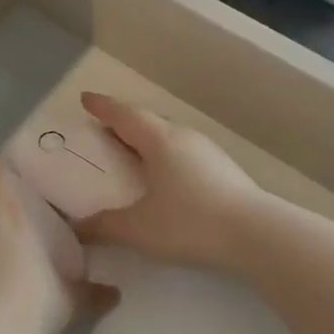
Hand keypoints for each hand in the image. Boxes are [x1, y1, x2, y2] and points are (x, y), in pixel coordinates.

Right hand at [74, 92, 268, 272]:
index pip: (124, 115)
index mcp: (159, 141)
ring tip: (132, 153)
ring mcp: (208, 151)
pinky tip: (166, 177)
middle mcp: (183, 137)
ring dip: (147, 140)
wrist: (257, 235)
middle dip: (124, 123)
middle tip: (105, 129)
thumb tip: (77, 227)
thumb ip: (105, 226)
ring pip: (169, 136)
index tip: (86, 99)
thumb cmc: (190, 222)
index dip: (103, 107)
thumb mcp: (139, 228)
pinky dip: (166, 156)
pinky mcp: (224, 169)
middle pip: (147, 122)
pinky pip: (184, 152)